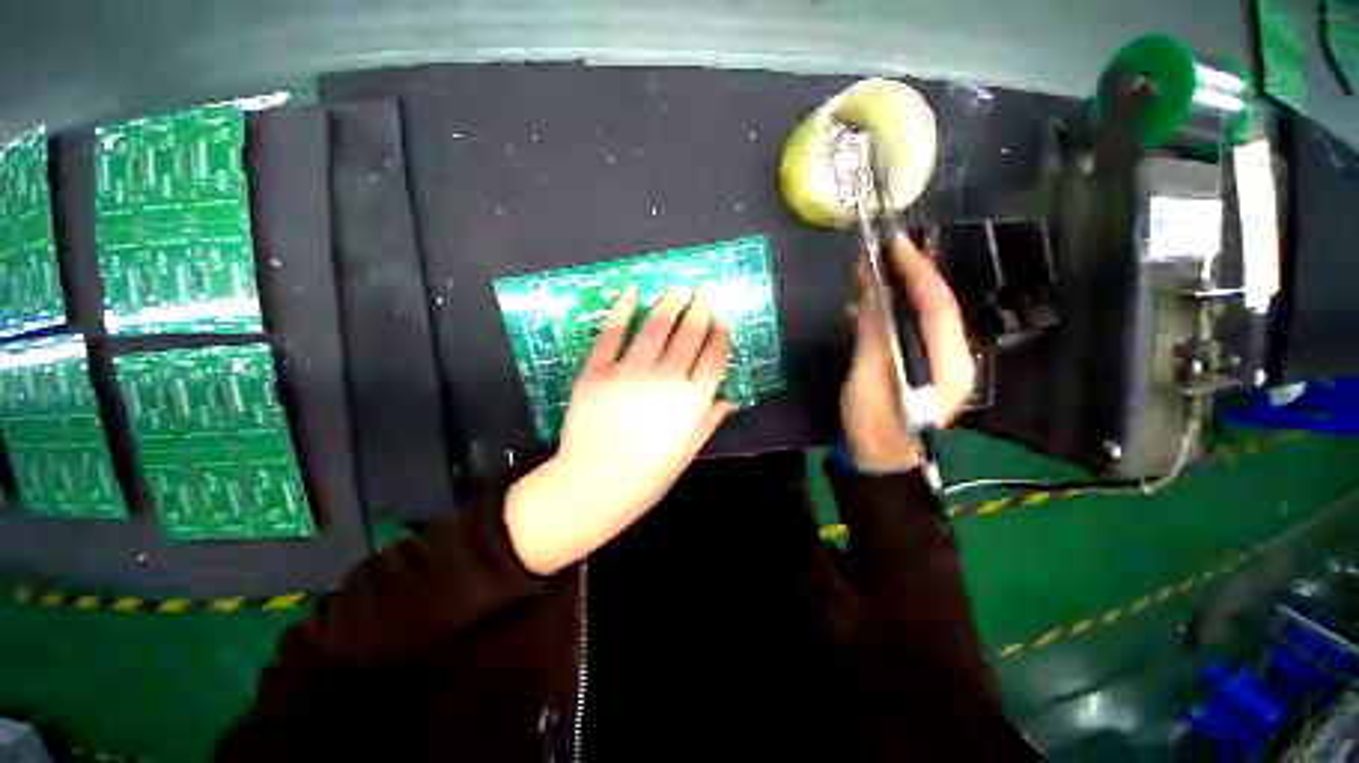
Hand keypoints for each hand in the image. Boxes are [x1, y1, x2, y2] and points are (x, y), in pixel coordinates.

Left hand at [506, 285, 736, 574]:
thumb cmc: (648, 475)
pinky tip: (631, 293)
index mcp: (692, 400)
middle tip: (706, 290)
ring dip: (669, 304)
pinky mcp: (598, 369)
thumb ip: (710, 420)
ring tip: (678, 289)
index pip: (713, 358)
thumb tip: (732, 399)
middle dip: (701, 309)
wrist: (595, 483)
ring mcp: (630, 370)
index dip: (720, 337)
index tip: (722, 321)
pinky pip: (612, 333)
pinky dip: (621, 310)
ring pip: (656, 327)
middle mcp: (667, 377)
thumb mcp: (688, 451)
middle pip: (689, 335)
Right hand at [842, 235, 974, 472]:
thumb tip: (873, 289)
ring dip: (902, 289)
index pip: (938, 306)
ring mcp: (943, 362)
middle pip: (938, 306)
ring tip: (876, 267)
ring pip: (927, 315)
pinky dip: (896, 309)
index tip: (894, 244)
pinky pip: (915, 328)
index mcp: (948, 364)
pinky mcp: (927, 365)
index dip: (917, 272)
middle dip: (912, 274)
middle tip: (883, 249)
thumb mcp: (868, 377)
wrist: (880, 460)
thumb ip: (875, 332)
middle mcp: (956, 358)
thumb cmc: (873, 423)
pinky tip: (876, 299)